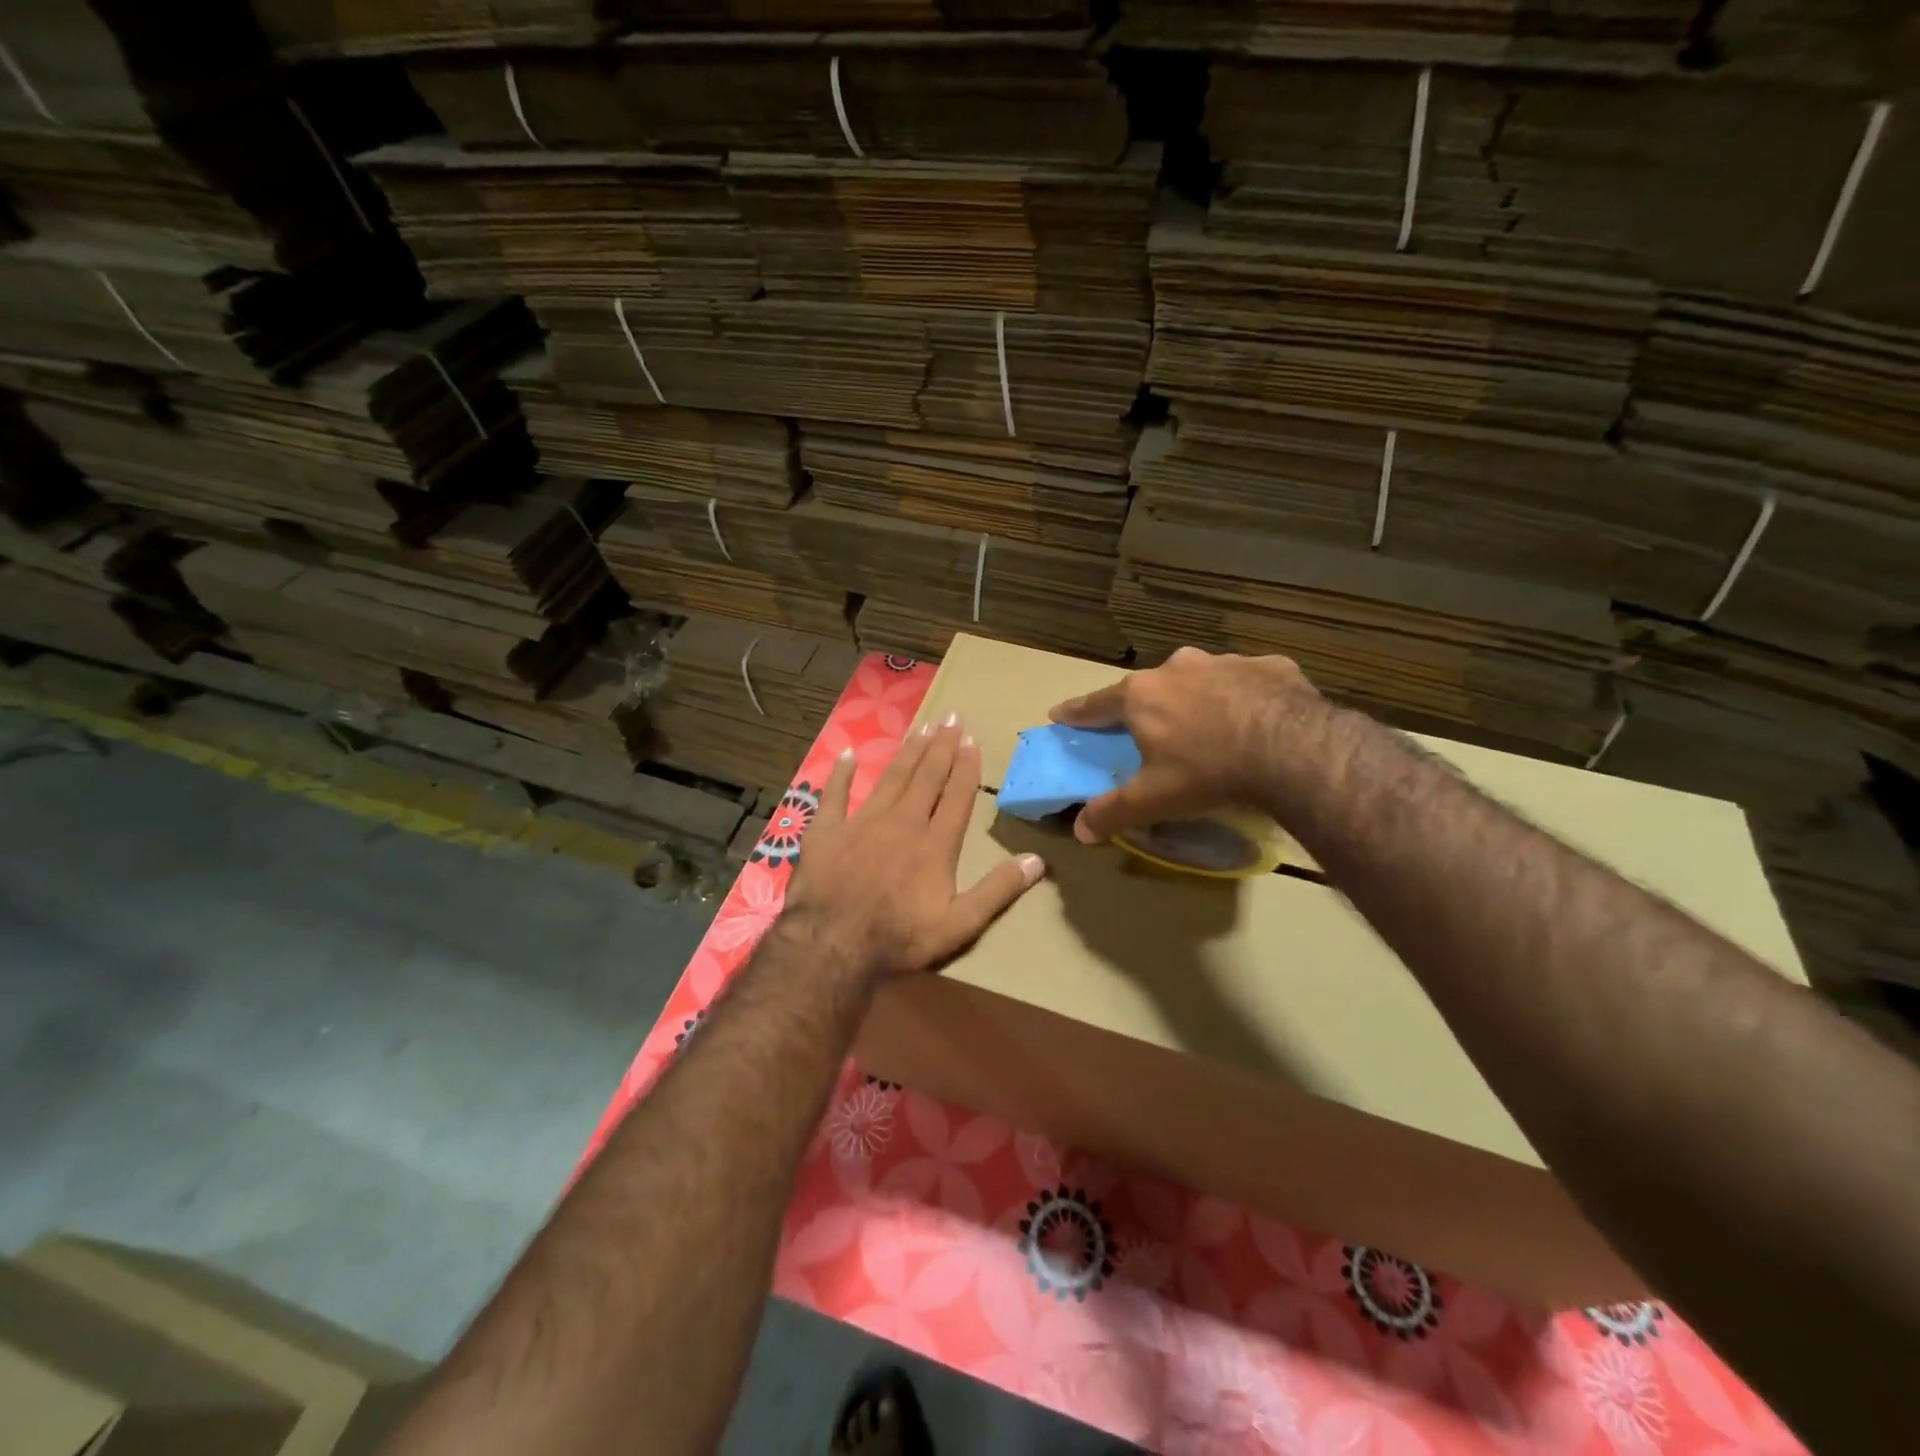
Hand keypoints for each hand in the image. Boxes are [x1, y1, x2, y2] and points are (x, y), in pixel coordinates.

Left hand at [783, 715, 1046, 980]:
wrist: (832, 945)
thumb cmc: (899, 938)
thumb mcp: (959, 925)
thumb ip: (997, 890)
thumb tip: (1037, 860)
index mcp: (935, 843)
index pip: (957, 796)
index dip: (966, 767)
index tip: (972, 740)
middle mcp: (902, 822)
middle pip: (926, 777)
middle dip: (941, 747)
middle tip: (951, 717)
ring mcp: (862, 822)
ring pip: (891, 778)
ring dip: (908, 751)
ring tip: (921, 727)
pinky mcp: (828, 830)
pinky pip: (835, 794)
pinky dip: (842, 773)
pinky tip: (849, 753)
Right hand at [1049, 647, 1319, 844]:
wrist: (1293, 750)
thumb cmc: (1208, 771)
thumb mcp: (1154, 798)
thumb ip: (1112, 812)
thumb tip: (1079, 831)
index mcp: (1142, 695)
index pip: (1096, 703)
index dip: (1077, 712)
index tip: (1060, 714)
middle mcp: (1178, 667)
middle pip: (1150, 687)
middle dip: (1147, 705)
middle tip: (1151, 729)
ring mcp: (1226, 662)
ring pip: (1200, 679)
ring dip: (1198, 698)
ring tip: (1210, 725)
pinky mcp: (1270, 665)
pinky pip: (1248, 681)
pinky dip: (1245, 696)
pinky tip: (1257, 719)